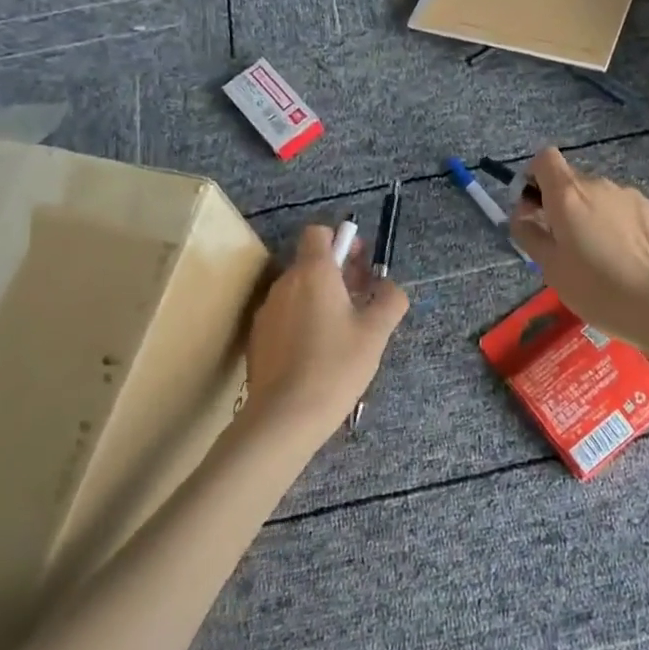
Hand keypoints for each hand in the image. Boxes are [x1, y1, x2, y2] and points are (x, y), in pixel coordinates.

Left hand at [242, 224, 408, 441]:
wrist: (284, 417)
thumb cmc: (335, 366)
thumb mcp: (376, 332)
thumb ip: (390, 300)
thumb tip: (390, 288)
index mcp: (313, 273)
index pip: (318, 232)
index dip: (340, 241)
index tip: (359, 265)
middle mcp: (285, 284)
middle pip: (310, 262)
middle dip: (337, 274)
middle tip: (362, 301)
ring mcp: (267, 312)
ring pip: (298, 291)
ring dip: (321, 299)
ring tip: (343, 332)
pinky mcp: (258, 338)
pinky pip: (285, 316)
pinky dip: (303, 322)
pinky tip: (318, 354)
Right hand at [511, 147, 648, 345]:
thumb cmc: (595, 289)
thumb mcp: (550, 267)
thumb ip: (529, 233)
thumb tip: (522, 214)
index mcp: (568, 194)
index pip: (545, 158)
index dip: (534, 176)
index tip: (534, 207)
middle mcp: (599, 184)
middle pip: (573, 181)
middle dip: (563, 204)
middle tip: (565, 243)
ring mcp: (631, 195)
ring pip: (601, 197)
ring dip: (593, 215)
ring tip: (601, 256)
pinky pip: (625, 209)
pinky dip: (619, 224)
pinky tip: (627, 257)